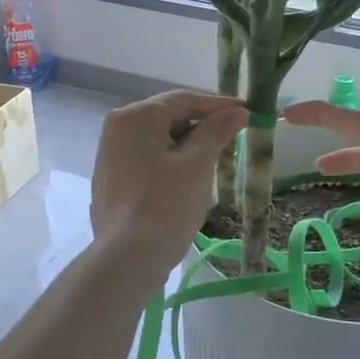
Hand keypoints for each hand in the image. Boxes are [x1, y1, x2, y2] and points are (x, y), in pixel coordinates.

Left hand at [90, 91, 246, 279]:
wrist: (128, 259)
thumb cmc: (165, 204)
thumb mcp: (198, 165)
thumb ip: (216, 132)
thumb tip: (237, 112)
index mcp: (135, 117)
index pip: (183, 99)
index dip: (218, 105)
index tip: (247, 111)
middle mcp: (117, 129)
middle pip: (169, 117)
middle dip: (203, 125)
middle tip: (236, 135)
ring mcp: (111, 157)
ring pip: (159, 141)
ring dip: (189, 145)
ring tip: (219, 157)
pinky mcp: (113, 182)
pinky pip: (149, 161)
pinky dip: (172, 162)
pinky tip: (192, 178)